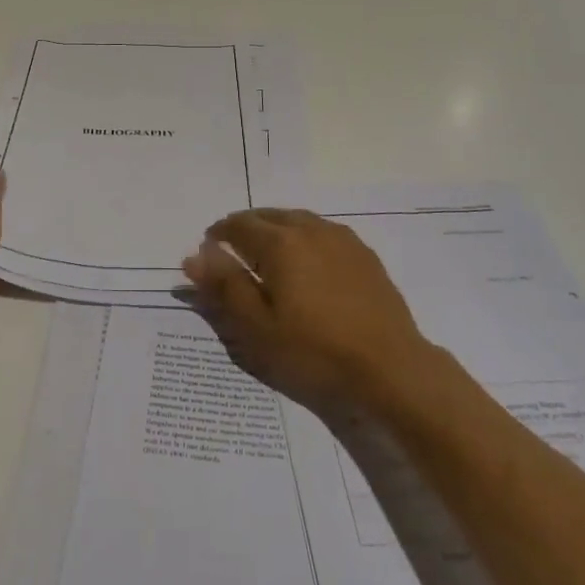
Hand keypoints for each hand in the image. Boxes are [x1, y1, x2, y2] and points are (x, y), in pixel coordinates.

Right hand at [181, 209, 432, 414]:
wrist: (390, 368)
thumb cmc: (314, 351)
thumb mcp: (257, 326)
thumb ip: (224, 285)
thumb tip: (194, 254)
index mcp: (279, 242)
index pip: (238, 225)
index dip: (218, 234)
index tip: (209, 249)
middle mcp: (309, 229)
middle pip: (268, 216)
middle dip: (246, 227)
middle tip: (233, 250)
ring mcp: (341, 239)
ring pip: (298, 220)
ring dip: (276, 229)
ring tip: (267, 253)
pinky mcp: (363, 255)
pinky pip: (323, 232)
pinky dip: (304, 238)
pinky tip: (307, 262)